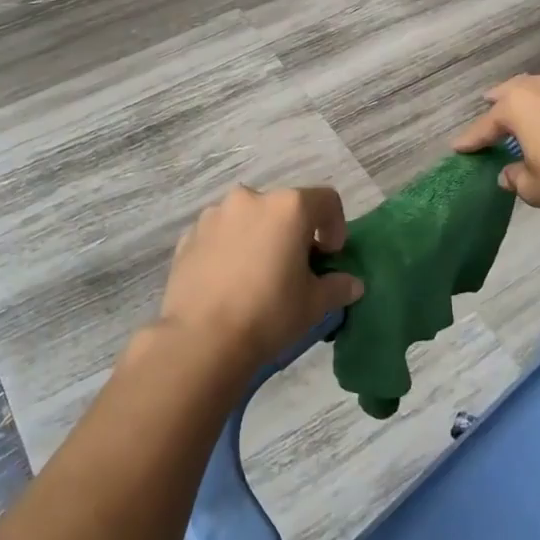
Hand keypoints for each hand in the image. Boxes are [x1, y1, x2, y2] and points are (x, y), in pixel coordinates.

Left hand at [159, 185, 363, 375]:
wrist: (201, 340)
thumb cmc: (268, 313)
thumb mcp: (314, 304)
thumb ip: (338, 286)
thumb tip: (351, 284)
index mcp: (288, 207)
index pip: (326, 200)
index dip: (335, 226)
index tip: (330, 256)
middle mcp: (250, 199)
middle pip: (284, 208)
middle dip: (294, 232)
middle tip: (295, 268)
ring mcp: (215, 215)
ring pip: (249, 219)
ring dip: (259, 237)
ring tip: (257, 275)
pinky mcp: (188, 236)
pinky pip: (220, 235)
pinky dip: (230, 249)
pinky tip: (229, 282)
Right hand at [452, 70, 539, 221]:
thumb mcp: (535, 188)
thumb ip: (517, 177)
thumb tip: (509, 173)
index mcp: (518, 106)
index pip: (487, 124)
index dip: (472, 138)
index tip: (459, 148)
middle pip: (514, 91)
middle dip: (500, 101)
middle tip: (488, 105)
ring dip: (535, 94)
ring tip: (529, 102)